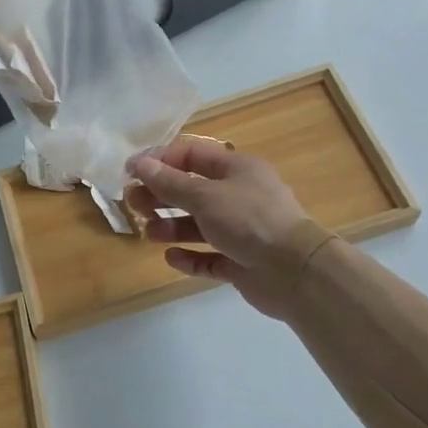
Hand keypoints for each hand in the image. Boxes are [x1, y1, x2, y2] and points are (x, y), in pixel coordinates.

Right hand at [126, 138, 323, 319]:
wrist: (295, 272)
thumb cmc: (249, 221)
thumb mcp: (204, 196)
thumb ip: (170, 182)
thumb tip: (140, 164)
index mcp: (237, 169)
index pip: (192, 155)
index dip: (160, 161)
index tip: (131, 172)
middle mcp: (240, 196)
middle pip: (192, 190)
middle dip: (161, 195)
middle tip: (133, 204)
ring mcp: (242, 231)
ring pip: (199, 224)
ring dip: (172, 227)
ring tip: (149, 233)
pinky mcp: (242, 262)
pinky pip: (210, 256)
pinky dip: (190, 256)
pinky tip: (171, 258)